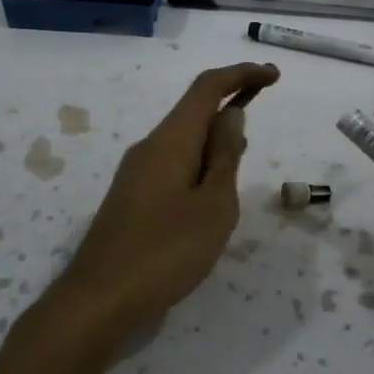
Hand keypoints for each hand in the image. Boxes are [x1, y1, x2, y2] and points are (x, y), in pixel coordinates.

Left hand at [53, 62, 279, 343]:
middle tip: (263, 109)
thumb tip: (232, 115)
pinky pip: (172, 163)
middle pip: (193, 110)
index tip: (274, 75)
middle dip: (230, 102)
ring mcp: (136, 173)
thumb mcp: (213, 205)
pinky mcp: (131, 197)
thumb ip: (225, 157)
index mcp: (171, 140)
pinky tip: (211, 191)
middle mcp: (150, 147)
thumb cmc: (166, 251)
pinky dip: (199, 162)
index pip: (207, 88)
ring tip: (242, 157)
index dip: (241, 74)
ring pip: (183, 140)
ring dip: (215, 137)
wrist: (99, 298)